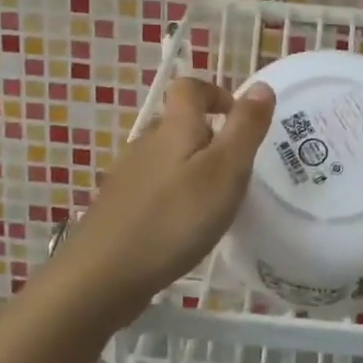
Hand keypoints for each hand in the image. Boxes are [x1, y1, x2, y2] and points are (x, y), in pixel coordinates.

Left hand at [56, 76, 274, 315]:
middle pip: (179, 124)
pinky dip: (173, 197)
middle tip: (236, 173)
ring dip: (192, 170)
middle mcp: (146, 142)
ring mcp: (127, 175)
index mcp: (173, 127)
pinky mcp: (118, 206)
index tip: (238, 119)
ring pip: (167, 158)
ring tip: (213, 205)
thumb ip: (245, 128)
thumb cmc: (174, 218)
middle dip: (210, 138)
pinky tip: (181, 229)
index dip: (215, 94)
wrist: (101, 276)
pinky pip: (154, 187)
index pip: (189, 88)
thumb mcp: (225, 171)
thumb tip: (260, 86)